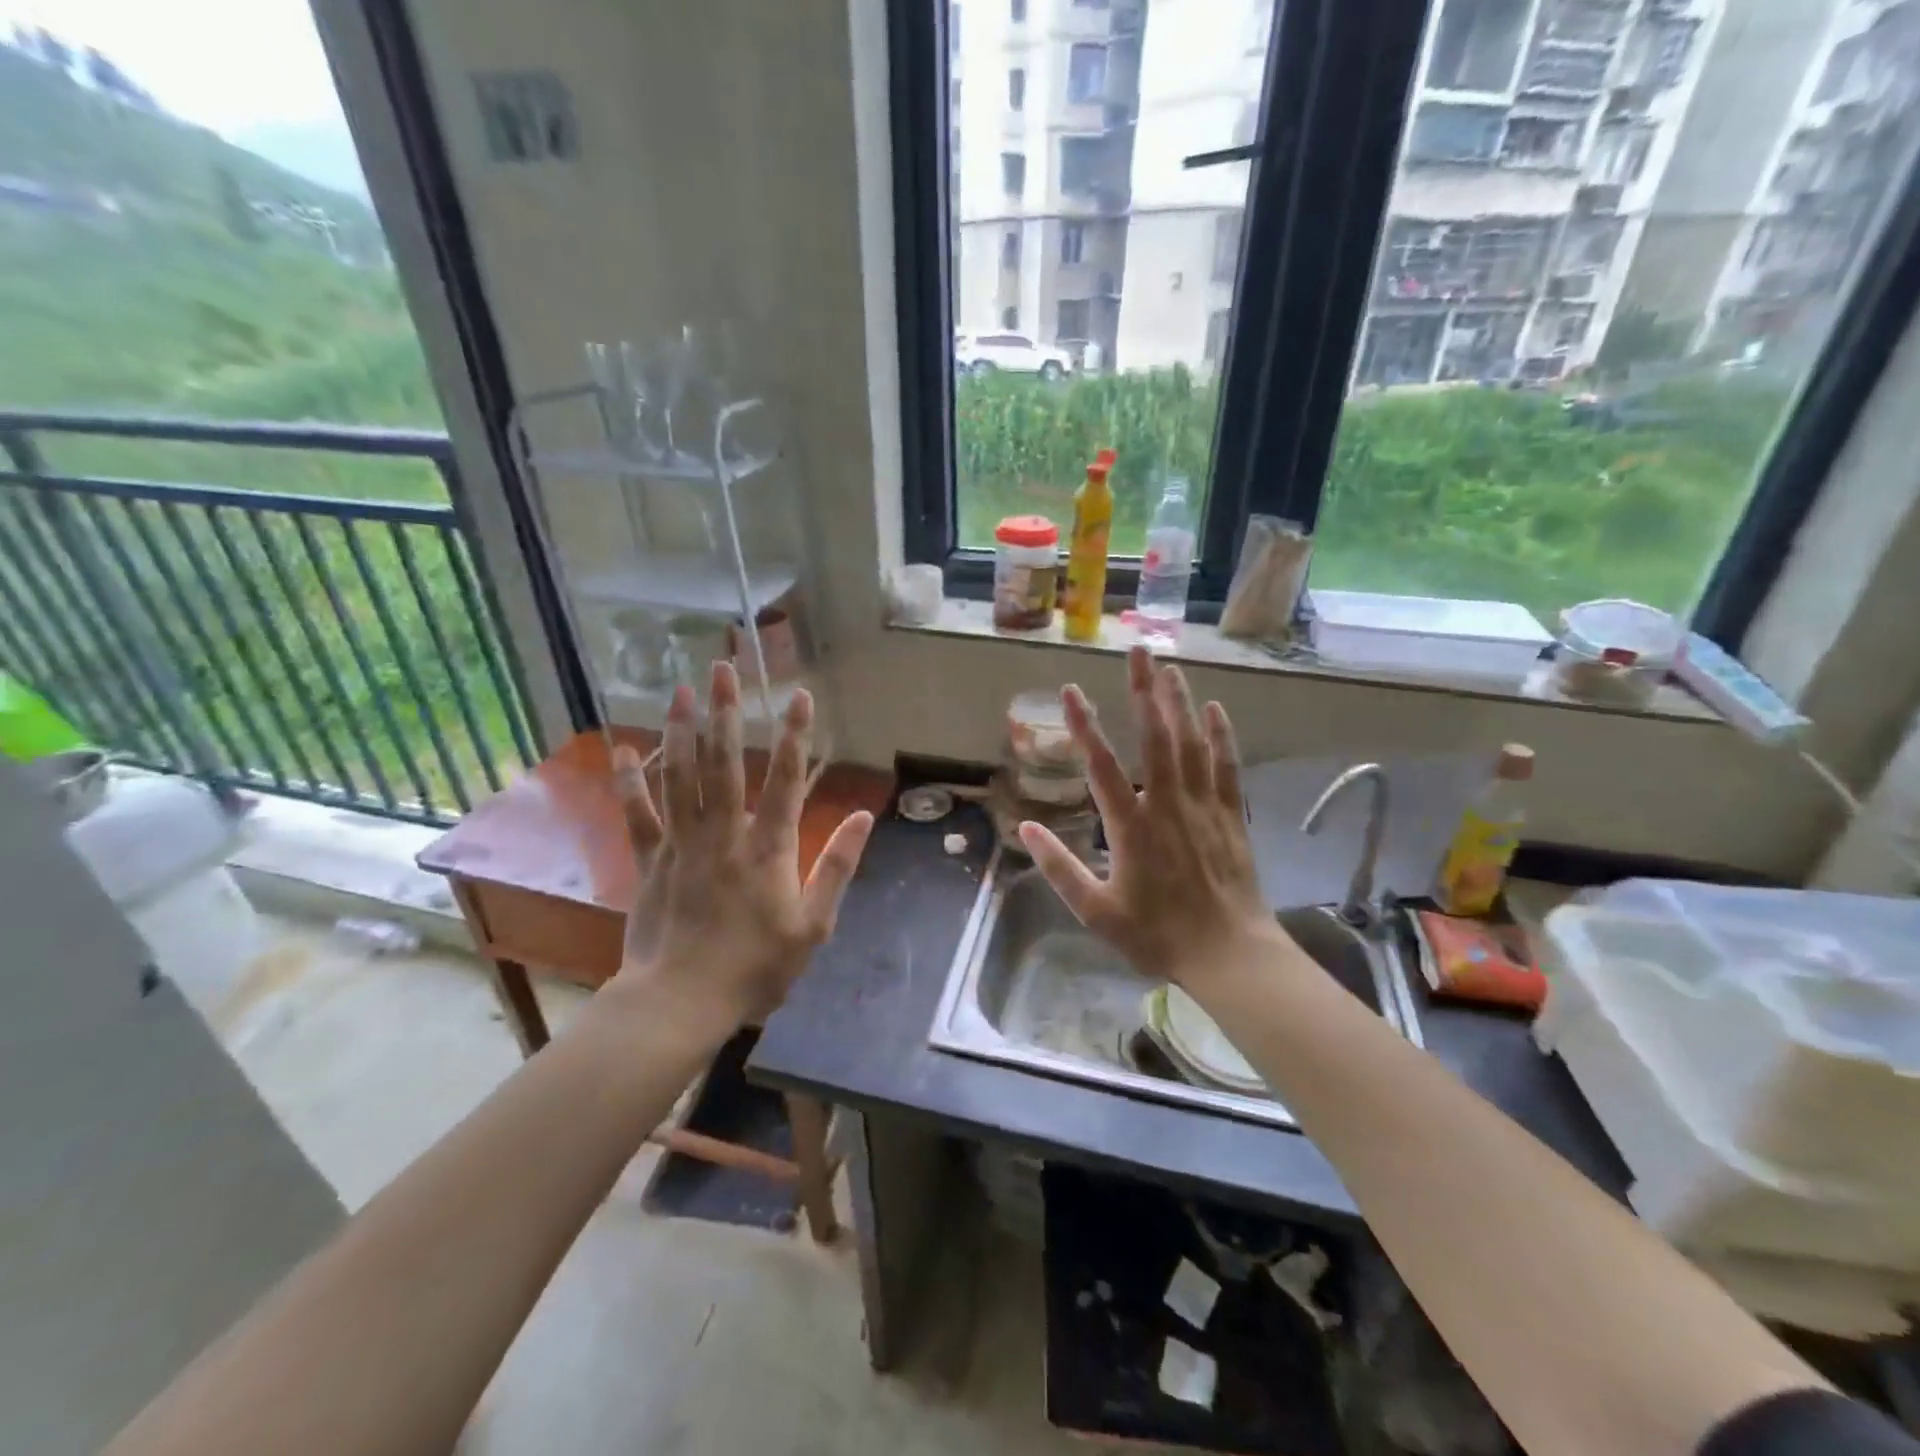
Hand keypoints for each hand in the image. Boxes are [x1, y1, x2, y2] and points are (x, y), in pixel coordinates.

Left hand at [609, 661, 874, 1028]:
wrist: (680, 1003)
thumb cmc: (754, 968)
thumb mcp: (814, 925)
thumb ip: (838, 867)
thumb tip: (864, 817)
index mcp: (768, 848)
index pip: (787, 780)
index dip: (796, 735)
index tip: (800, 695)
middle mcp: (724, 833)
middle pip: (725, 762)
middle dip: (726, 712)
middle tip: (723, 668)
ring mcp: (682, 844)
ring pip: (681, 776)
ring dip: (682, 730)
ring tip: (680, 690)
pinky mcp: (649, 861)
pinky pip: (638, 814)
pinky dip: (629, 781)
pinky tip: (623, 749)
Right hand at [1019, 646, 1283, 997]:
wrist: (1229, 954)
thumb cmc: (1157, 935)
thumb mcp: (1096, 911)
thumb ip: (1059, 868)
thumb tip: (1027, 829)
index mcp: (1130, 827)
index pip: (1101, 765)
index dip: (1083, 725)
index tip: (1069, 690)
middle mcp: (1167, 804)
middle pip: (1155, 737)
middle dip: (1144, 691)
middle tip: (1137, 651)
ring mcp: (1204, 806)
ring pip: (1191, 743)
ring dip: (1179, 702)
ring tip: (1168, 666)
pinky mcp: (1231, 815)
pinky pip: (1227, 766)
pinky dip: (1221, 735)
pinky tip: (1215, 709)